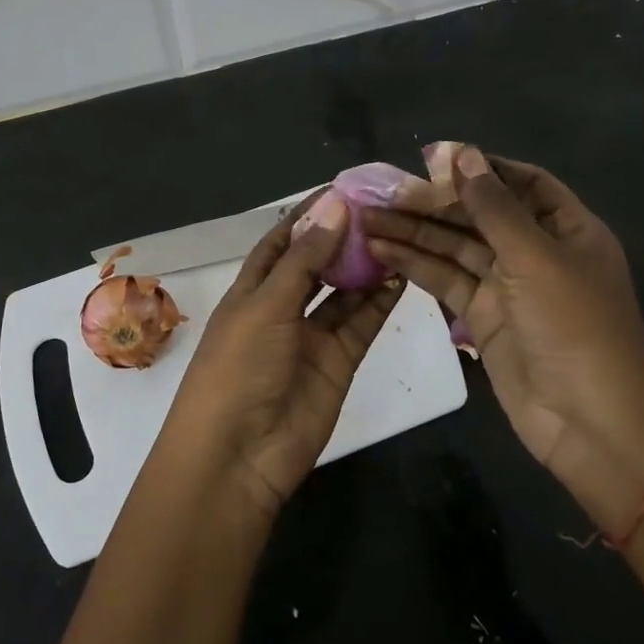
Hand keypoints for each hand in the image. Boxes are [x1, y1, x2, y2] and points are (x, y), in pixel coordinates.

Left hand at [162, 189, 403, 517]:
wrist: (239, 454)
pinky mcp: (338, 362)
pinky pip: (361, 323)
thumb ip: (306, 259)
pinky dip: (380, 301)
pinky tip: (404, 274)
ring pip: (343, 292)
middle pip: (317, 264)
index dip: (309, 215)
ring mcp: (310, 336)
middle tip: (385, 208)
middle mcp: (281, 308)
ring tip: (401, 234)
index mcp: (251, 289)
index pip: (282, 242)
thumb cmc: (239, 367)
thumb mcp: (267, 305)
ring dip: (366, 266)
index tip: (344, 188)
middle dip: (344, 237)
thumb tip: (336, 205)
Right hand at [362, 148, 643, 526]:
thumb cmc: (575, 327)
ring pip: (455, 247)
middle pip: (480, 214)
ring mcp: (508, 287)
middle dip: (434, 201)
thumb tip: (461, 154)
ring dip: (415, 232)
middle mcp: (536, 252)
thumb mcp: (536, 257)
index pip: (522, 183)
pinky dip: (415, 265)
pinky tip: (380, 250)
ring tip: (366, 218)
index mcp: (567, 229)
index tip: (433, 157)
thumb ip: (493, 207)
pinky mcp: (482, 318)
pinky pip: (446, 281)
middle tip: (382, 191)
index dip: (481, 168)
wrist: (591, 423)